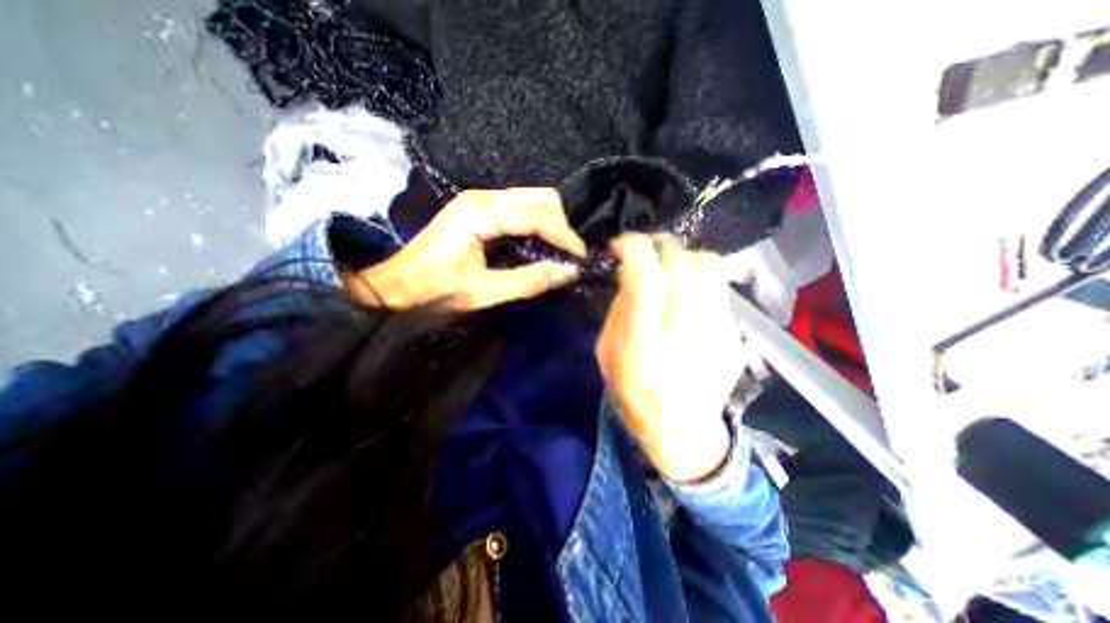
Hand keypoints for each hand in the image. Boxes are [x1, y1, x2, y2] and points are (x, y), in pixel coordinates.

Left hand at [347, 184, 589, 307]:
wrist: (391, 287)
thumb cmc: (431, 292)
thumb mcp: (481, 293)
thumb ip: (527, 281)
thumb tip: (568, 273)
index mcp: (481, 213)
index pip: (539, 216)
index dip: (566, 237)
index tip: (582, 260)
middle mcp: (483, 197)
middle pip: (541, 198)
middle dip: (562, 227)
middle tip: (570, 257)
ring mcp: (480, 201)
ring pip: (533, 200)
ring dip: (552, 225)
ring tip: (560, 253)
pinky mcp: (479, 210)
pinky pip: (520, 210)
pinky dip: (538, 226)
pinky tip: (541, 246)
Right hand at [595, 235, 740, 481]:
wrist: (682, 430)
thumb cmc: (634, 393)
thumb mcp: (606, 353)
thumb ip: (618, 308)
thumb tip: (631, 272)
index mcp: (644, 341)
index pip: (646, 276)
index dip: (634, 247)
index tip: (622, 244)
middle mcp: (684, 330)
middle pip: (681, 262)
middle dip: (658, 245)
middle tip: (645, 252)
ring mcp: (716, 331)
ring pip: (708, 266)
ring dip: (682, 255)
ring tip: (668, 266)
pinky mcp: (734, 333)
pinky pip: (720, 284)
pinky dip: (699, 275)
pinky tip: (687, 290)